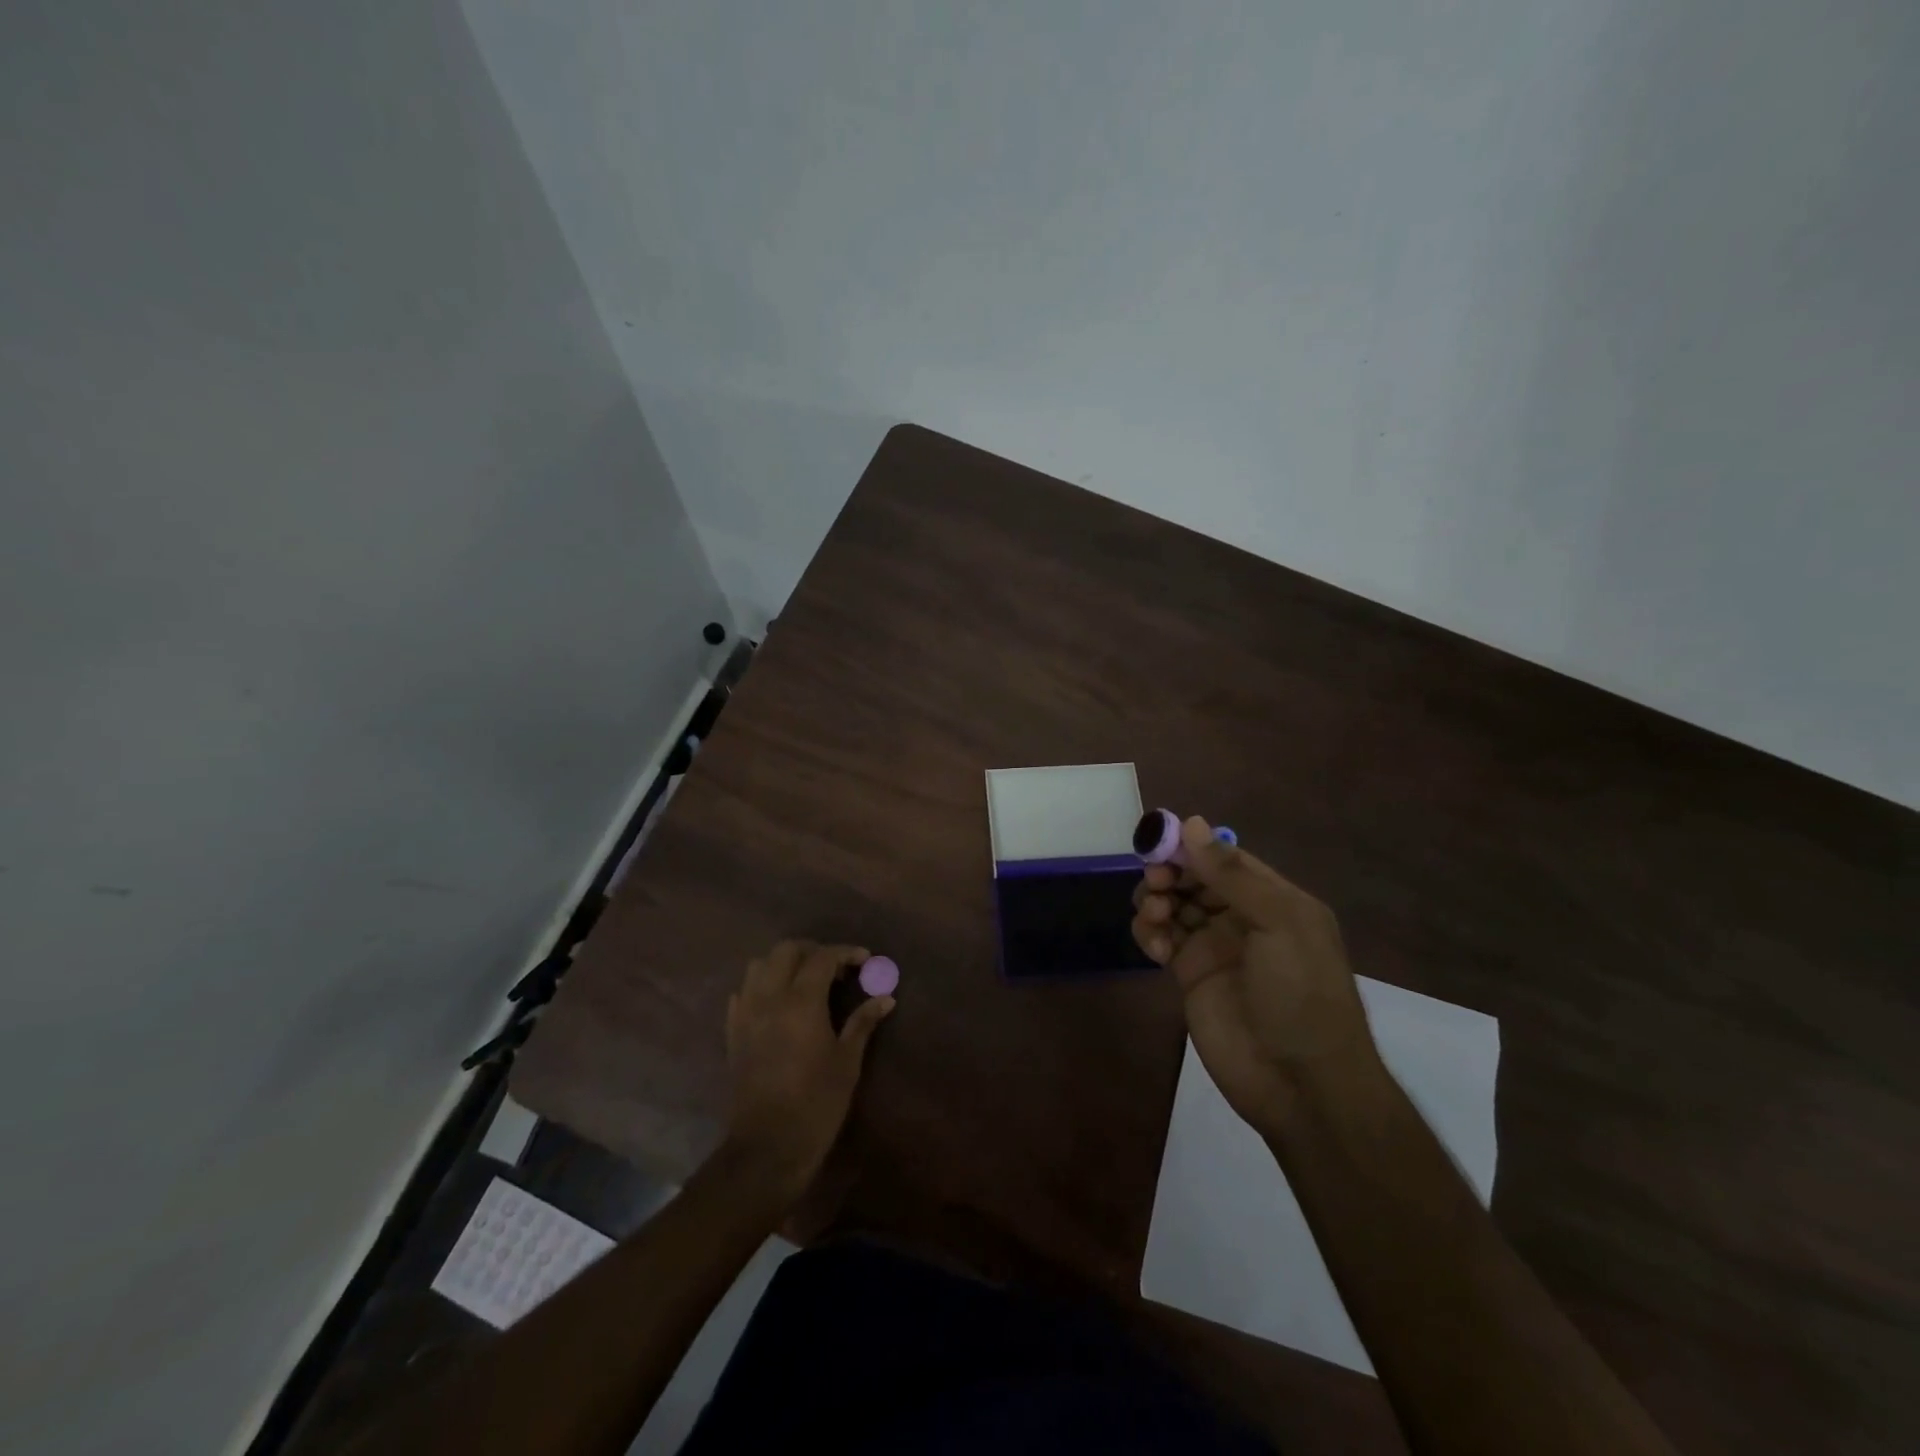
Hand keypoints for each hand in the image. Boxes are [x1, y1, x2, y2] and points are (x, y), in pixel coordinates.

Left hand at [723, 940, 893, 1202]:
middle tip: (836, 968)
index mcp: (800, 1002)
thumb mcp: (847, 1062)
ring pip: (759, 965)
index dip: (845, 952)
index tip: (865, 960)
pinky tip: (779, 1004)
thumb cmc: (816, 1103)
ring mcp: (746, 1014)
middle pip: (786, 950)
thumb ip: (863, 1023)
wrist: (767, 1148)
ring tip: (806, 981)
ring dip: (783, 964)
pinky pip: (744, 992)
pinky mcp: (733, 1032)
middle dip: (813, 950)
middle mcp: (769, 998)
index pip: (822, 957)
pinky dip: (762, 986)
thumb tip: (886, 998)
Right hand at [1132, 818, 1382, 1132]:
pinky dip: (1150, 933)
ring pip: (1173, 904)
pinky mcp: (1190, 975)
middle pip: (1193, 877)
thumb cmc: (1300, 994)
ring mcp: (1214, 946)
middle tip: (1157, 884)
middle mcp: (1242, 917)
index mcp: (1274, 899)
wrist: (1300, 1084)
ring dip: (1156, 901)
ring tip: (1155, 917)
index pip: (1225, 858)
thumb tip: (1192, 823)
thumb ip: (1232, 875)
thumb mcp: (1279, 925)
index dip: (1191, 846)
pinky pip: (1161, 938)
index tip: (1157, 841)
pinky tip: (1155, 948)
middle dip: (1169, 873)